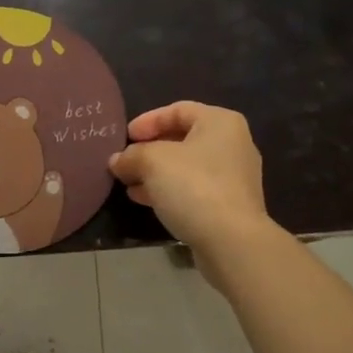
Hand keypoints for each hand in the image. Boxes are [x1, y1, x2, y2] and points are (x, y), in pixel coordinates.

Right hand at [109, 102, 277, 283]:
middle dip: (150, 150)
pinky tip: (145, 200)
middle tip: (126, 160)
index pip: (177, 110)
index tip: (125, 137)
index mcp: (220, 122)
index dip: (147, 121)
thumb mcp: (152, 162)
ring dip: (156, 173)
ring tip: (129, 183)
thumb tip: (117, 161)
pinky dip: (170, 190)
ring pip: (187, 166)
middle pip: (182, 138)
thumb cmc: (194, 186)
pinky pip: (195, 188)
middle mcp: (233, 144)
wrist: (232, 242)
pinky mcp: (231, 205)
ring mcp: (235, 177)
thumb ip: (131, 156)